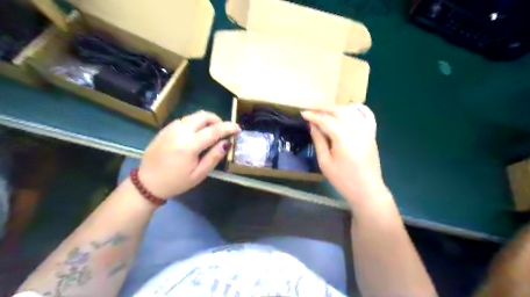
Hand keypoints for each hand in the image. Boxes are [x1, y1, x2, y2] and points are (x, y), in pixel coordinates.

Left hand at [136, 112, 240, 199]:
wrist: (147, 183)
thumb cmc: (176, 182)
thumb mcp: (199, 174)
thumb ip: (214, 157)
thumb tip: (227, 143)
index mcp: (189, 145)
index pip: (214, 130)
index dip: (229, 127)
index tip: (238, 128)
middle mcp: (179, 131)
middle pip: (203, 116)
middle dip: (217, 119)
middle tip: (224, 130)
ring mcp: (170, 128)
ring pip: (193, 116)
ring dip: (206, 120)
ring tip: (211, 132)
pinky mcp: (165, 129)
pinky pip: (185, 119)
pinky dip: (195, 122)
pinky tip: (197, 133)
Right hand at [302, 104, 385, 205]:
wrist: (367, 190)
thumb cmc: (343, 179)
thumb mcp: (325, 161)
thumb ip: (319, 140)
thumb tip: (312, 125)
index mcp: (342, 135)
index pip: (325, 120)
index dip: (312, 115)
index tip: (302, 113)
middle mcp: (355, 127)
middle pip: (338, 111)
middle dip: (323, 109)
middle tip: (311, 111)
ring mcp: (366, 129)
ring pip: (350, 110)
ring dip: (336, 108)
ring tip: (325, 111)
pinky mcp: (372, 133)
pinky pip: (367, 115)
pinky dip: (359, 108)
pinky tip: (350, 107)